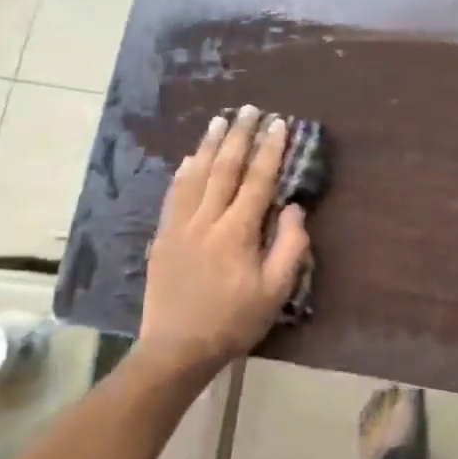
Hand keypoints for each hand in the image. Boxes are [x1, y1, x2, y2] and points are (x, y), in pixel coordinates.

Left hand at [139, 106, 310, 369]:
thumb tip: (294, 207)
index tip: (280, 124)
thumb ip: (289, 246)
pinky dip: (183, 172)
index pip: (257, 180)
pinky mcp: (162, 237)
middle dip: (239, 136)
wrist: (177, 348)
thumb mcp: (275, 291)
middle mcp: (206, 220)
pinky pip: (173, 194)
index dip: (270, 149)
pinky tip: (188, 159)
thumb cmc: (234, 321)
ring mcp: (179, 226)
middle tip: (250, 109)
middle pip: (224, 168)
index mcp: (237, 232)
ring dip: (209, 145)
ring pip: (195, 175)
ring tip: (219, 120)